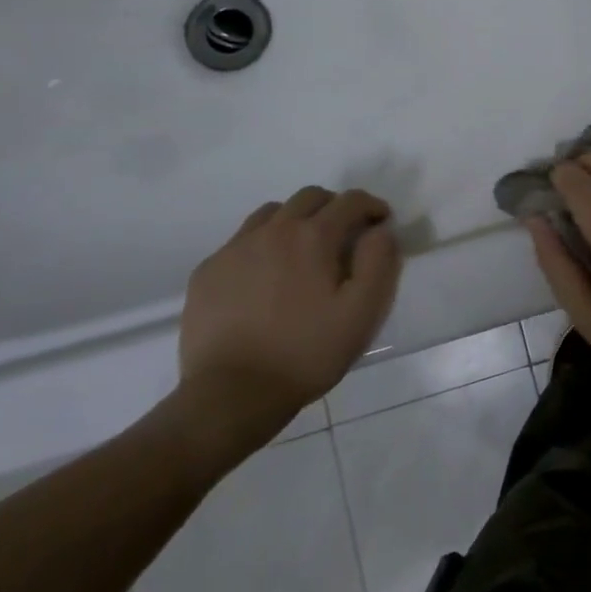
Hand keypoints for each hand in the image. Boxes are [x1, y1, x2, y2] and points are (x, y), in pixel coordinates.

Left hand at [179, 187, 401, 434]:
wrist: (232, 394)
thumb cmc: (308, 352)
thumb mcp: (363, 312)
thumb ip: (379, 261)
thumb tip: (381, 230)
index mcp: (313, 237)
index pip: (350, 201)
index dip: (372, 206)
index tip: (382, 223)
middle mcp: (272, 231)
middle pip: (309, 197)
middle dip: (335, 207)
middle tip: (346, 235)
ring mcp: (234, 249)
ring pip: (271, 213)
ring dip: (296, 220)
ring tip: (304, 252)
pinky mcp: (208, 271)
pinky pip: (241, 241)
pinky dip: (263, 245)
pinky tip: (266, 277)